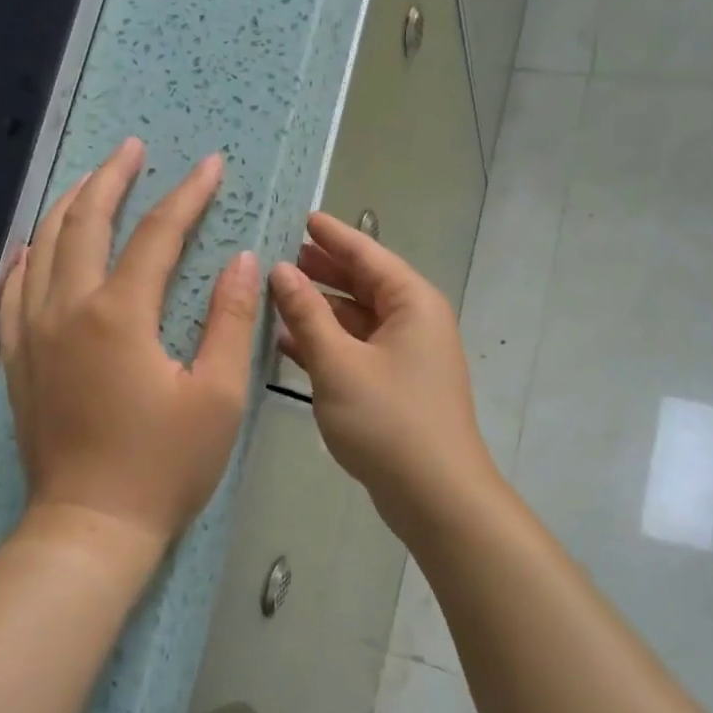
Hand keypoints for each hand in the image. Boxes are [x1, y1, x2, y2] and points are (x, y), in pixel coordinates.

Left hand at [0, 138, 260, 563]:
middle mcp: (67, 309)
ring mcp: (33, 333)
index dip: (187, 195)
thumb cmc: (165, 465)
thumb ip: (230, 321)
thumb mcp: (218, 395)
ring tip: (91, 179)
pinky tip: (36, 246)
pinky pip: (13, 290)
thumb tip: (241, 260)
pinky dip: (28, 257)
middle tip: (134, 149)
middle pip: (85, 222)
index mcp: (120, 315)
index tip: (211, 166)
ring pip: (43, 247)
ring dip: (68, 205)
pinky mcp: (18, 359)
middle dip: (113, 178)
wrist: (91, 526)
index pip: (157, 234)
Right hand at [267, 213, 497, 531]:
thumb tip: (280, 271)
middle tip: (282, 255)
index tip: (303, 217)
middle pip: (365, 284)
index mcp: (412, 303)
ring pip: (358, 319)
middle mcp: (415, 322)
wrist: (434, 495)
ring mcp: (407, 356)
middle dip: (324, 270)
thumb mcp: (338, 363)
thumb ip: (306, 314)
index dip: (333, 236)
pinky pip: (358, 350)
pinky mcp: (397, 386)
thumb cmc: (387, 420)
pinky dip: (328, 343)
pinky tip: (289, 343)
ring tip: (277, 294)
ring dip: (321, 309)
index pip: (368, 255)